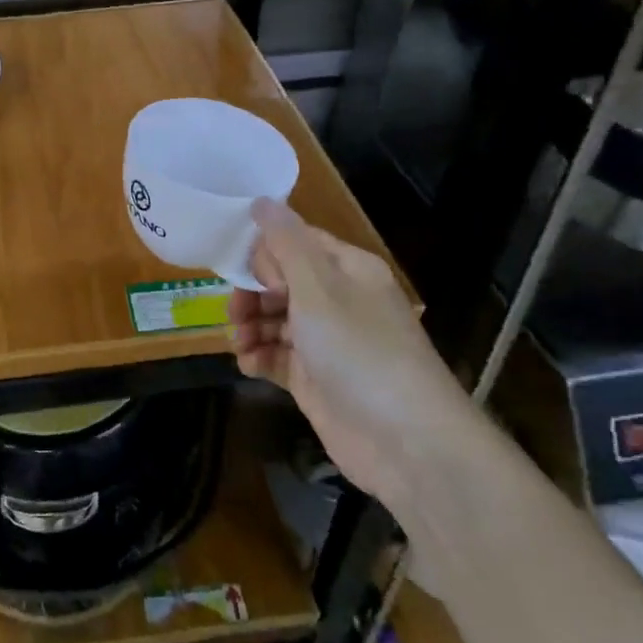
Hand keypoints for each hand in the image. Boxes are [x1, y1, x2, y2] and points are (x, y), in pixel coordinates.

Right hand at [228, 199, 472, 507]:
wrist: (407, 442)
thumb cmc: (360, 351)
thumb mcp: (318, 288)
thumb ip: (285, 243)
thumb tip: (262, 199)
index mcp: (347, 270)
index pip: (297, 242)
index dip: (265, 252)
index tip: (239, 268)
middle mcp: (338, 301)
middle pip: (281, 282)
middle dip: (252, 293)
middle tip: (235, 311)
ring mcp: (327, 343)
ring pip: (275, 320)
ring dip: (250, 327)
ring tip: (240, 343)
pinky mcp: (316, 379)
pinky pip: (278, 356)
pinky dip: (259, 357)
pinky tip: (248, 364)